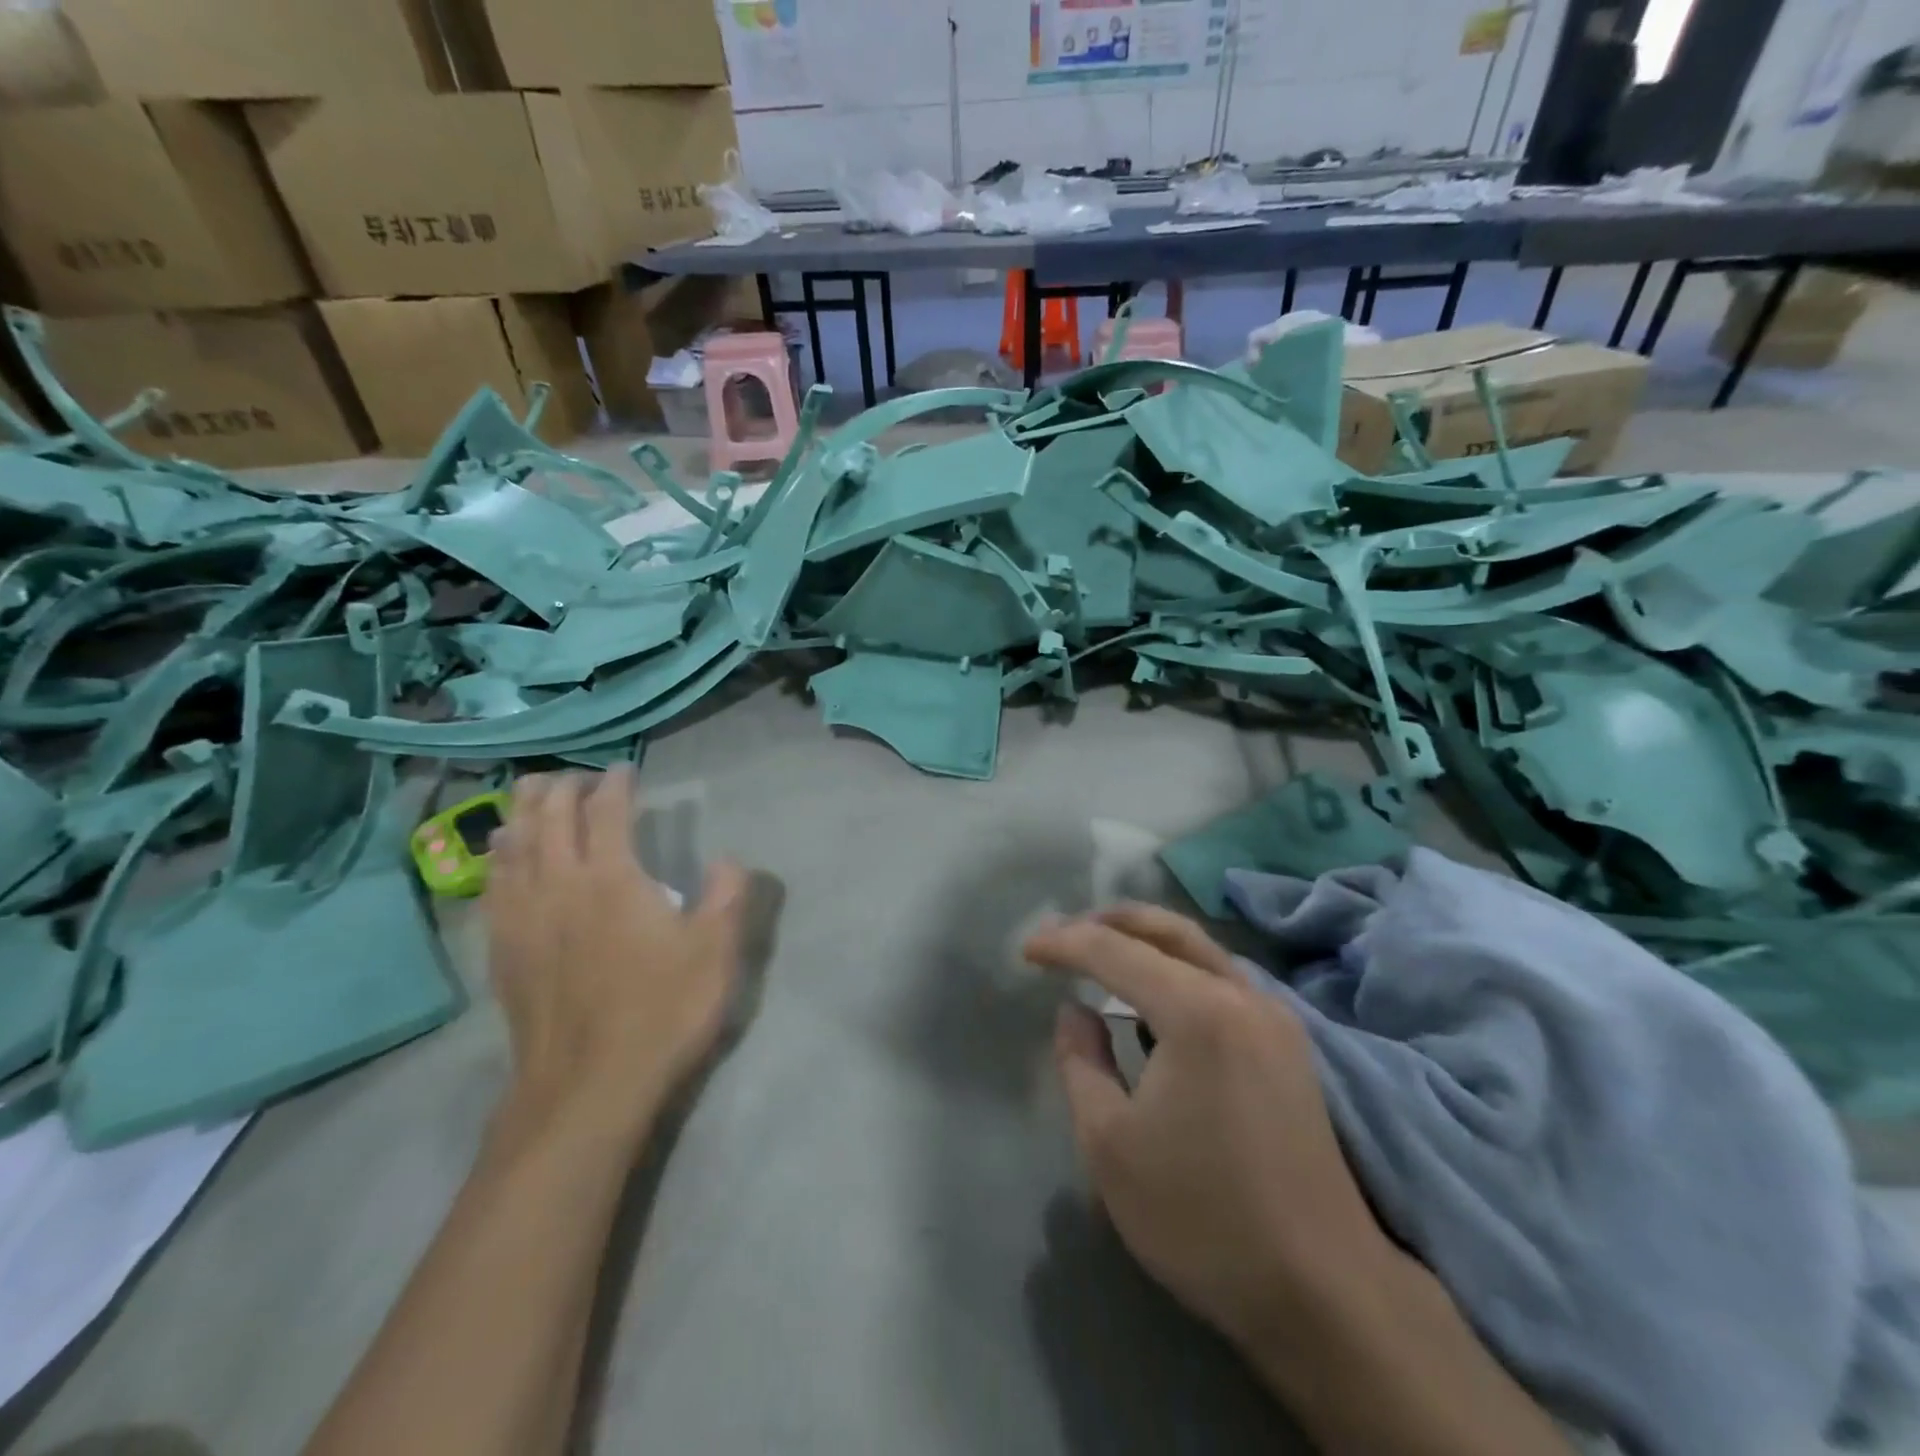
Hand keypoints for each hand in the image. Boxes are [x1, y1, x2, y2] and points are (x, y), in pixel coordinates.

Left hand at [485, 766, 747, 1140]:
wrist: (588, 1088)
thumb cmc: (662, 1012)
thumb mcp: (716, 953)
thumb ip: (728, 896)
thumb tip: (729, 859)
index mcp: (612, 879)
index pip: (606, 813)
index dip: (615, 784)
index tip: (624, 769)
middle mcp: (560, 887)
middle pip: (549, 819)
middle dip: (560, 789)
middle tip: (575, 775)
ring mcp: (524, 919)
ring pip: (513, 847)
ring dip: (522, 813)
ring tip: (530, 795)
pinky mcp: (504, 952)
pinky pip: (493, 887)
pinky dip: (498, 858)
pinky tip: (502, 857)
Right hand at [1024, 904, 1398, 1355]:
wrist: (1324, 1292)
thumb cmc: (1202, 1218)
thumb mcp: (1110, 1144)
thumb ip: (1081, 1062)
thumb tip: (1076, 1010)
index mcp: (1198, 1011)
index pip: (1115, 950)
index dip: (1064, 943)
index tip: (1027, 950)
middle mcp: (1241, 995)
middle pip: (1167, 929)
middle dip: (1109, 920)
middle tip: (1064, 934)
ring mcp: (1274, 1016)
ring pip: (1200, 948)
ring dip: (1147, 940)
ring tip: (1101, 953)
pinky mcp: (1289, 1043)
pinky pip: (1222, 977)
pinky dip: (1179, 967)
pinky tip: (1155, 997)